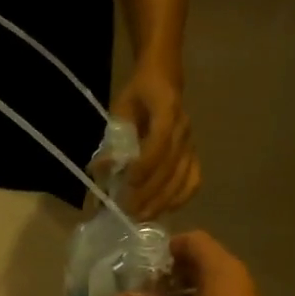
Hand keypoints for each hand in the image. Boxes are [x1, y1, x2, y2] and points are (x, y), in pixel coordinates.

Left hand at [113, 67, 200, 217]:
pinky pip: (193, 181)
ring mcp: (192, 143)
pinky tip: (164, 210)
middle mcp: (184, 128)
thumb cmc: (138, 94)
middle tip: (128, 211)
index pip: (161, 140)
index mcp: (167, 108)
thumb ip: (113, 139)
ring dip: (162, 201)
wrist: (164, 79)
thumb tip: (100, 170)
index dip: (146, 164)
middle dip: (149, 192)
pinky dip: (180, 198)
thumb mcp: (120, 109)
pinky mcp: (194, 155)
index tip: (129, 183)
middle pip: (171, 166)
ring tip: (141, 216)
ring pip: (183, 178)